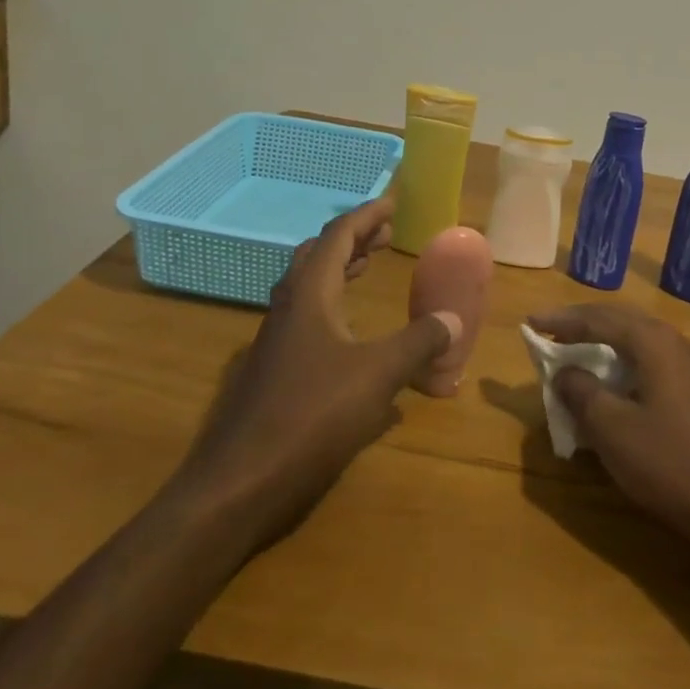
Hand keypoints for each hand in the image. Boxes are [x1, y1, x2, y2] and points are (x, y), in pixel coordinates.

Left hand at [177, 197, 451, 546]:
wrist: (236, 485)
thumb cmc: (309, 417)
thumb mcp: (377, 376)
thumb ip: (418, 343)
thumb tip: (453, 318)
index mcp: (309, 296)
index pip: (338, 236)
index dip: (367, 216)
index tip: (392, 203)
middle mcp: (287, 308)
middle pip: (317, 255)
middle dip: (353, 239)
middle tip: (385, 236)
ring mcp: (273, 341)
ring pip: (307, 287)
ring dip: (338, 269)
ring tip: (367, 268)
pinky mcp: (270, 371)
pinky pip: (304, 318)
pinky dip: (331, 305)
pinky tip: (349, 335)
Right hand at [528, 303, 689, 543]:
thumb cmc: (666, 462)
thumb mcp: (611, 427)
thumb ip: (581, 391)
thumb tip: (564, 371)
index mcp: (653, 341)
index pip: (598, 318)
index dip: (561, 320)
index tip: (530, 322)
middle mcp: (672, 341)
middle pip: (618, 319)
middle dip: (580, 323)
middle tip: (547, 331)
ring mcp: (686, 364)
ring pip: (633, 338)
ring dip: (600, 340)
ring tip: (569, 349)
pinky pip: (645, 357)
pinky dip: (618, 359)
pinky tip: (604, 378)